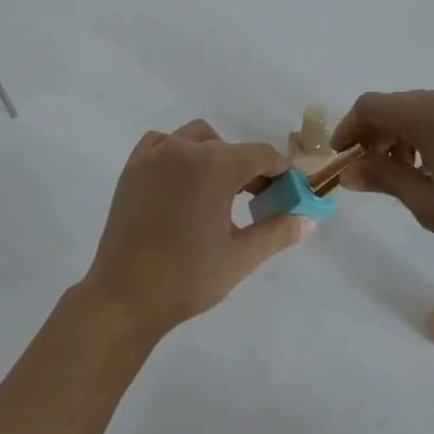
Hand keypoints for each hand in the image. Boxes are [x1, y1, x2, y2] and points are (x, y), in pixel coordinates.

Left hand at [80, 120, 314, 337]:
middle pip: (230, 148)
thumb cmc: (188, 277)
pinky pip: (163, 144)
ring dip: (214, 156)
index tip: (288, 194)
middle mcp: (184, 148)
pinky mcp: (133, 166)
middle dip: (249, 169)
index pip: (262, 155)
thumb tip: (308, 219)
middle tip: (256, 201)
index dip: (280, 172)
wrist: (125, 295)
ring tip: (218, 193)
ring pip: (196, 139)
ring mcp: (154, 154)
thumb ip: (277, 231)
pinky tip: (182, 184)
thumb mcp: (241, 257)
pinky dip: (178, 154)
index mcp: (215, 165)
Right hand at [332, 85, 433, 295]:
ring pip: (422, 110)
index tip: (341, 158)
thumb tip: (349, 170)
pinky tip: (432, 168)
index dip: (349, 128)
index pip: (373, 106)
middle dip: (376, 134)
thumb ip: (384, 177)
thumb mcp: (428, 206)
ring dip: (402, 135)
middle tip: (367, 171)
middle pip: (398, 105)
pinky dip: (428, 135)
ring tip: (400, 174)